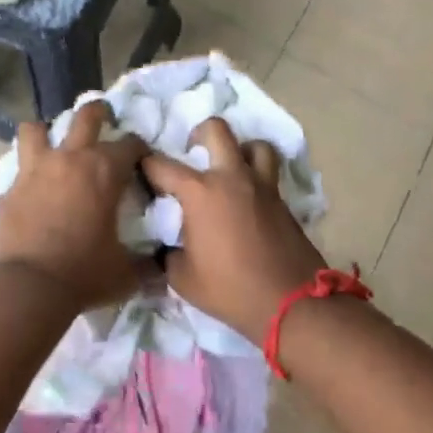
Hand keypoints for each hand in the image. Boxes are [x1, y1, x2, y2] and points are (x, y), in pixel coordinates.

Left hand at [0, 100, 151, 310]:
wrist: (30, 287)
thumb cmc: (85, 273)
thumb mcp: (126, 272)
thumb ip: (146, 264)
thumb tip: (161, 266)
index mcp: (105, 171)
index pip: (131, 144)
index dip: (139, 149)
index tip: (141, 159)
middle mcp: (71, 158)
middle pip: (86, 115)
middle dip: (99, 112)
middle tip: (104, 118)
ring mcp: (36, 169)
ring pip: (37, 129)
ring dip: (47, 132)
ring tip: (53, 144)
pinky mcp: (11, 187)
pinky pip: (19, 167)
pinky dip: (27, 171)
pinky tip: (32, 185)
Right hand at [140, 117, 327, 345]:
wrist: (290, 302)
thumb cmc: (230, 290)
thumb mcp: (183, 279)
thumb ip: (168, 254)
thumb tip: (166, 246)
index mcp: (200, 192)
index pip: (162, 165)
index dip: (146, 165)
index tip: (142, 171)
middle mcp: (231, 177)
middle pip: (217, 130)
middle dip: (199, 134)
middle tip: (193, 151)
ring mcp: (261, 186)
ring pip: (254, 145)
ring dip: (240, 149)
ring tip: (230, 167)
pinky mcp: (282, 200)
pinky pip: (269, 173)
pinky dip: (257, 175)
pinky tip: (248, 198)